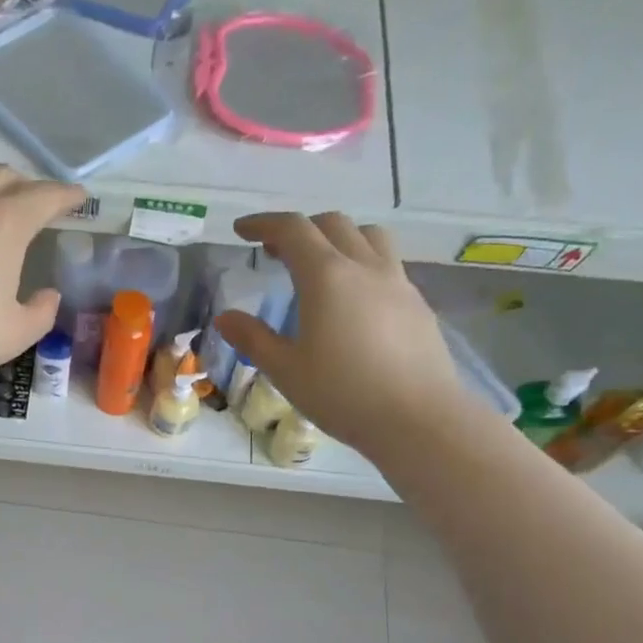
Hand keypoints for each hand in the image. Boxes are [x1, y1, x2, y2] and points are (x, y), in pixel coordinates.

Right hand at [215, 212, 473, 455]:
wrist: (417, 418)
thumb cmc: (342, 394)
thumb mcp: (286, 370)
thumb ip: (253, 339)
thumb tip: (225, 318)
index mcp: (326, 277)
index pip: (292, 230)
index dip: (264, 224)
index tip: (242, 230)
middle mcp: (364, 267)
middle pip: (332, 224)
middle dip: (299, 229)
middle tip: (275, 251)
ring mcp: (397, 282)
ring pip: (369, 236)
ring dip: (338, 237)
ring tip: (320, 264)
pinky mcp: (417, 303)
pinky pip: (387, 264)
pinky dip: (362, 263)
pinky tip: (353, 298)